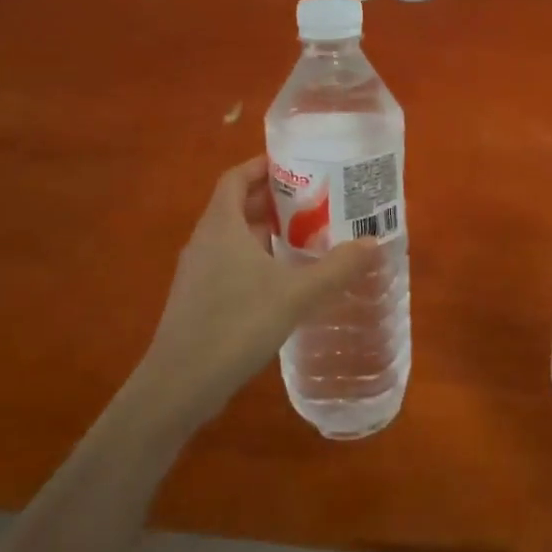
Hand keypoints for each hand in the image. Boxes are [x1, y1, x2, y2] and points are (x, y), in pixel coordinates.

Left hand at [134, 157, 377, 428]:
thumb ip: (336, 268)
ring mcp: (197, 272)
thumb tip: (373, 243)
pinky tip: (283, 280)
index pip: (237, 177)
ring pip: (233, 236)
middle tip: (314, 200)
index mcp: (222, 225)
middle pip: (237, 205)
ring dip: (266, 231)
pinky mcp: (197, 299)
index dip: (263, 166)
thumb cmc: (236, 324)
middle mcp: (205, 240)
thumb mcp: (296, 294)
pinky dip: (255, 259)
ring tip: (306, 236)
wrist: (179, 385)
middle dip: (274, 199)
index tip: (296, 165)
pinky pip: (229, 262)